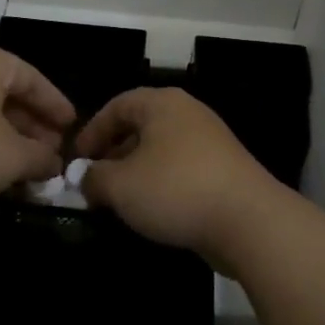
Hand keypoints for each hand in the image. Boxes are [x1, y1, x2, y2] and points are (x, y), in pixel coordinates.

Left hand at [0, 45, 75, 214]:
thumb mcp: (13, 156)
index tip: (74, 128)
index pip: (33, 79)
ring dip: (10, 141)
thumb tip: (56, 165)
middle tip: (52, 153)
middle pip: (7, 96)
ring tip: (28, 169)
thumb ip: (41, 157)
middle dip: (33, 127)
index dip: (56, 105)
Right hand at [75, 87, 282, 262]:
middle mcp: (188, 113)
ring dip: (136, 172)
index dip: (92, 131)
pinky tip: (152, 211)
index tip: (76, 160)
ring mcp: (210, 141)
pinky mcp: (224, 170)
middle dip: (113, 153)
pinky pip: (181, 169)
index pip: (117, 105)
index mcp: (162, 104)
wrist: (248, 221)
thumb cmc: (175, 190)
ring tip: (119, 200)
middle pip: (140, 126)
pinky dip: (161, 184)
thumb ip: (94, 179)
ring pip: (161, 150)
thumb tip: (85, 179)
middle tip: (94, 182)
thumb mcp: (119, 185)